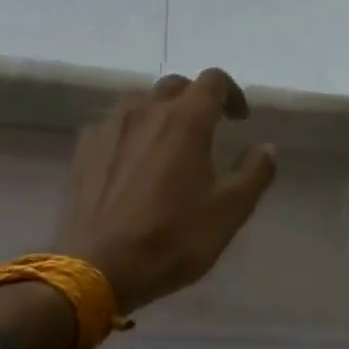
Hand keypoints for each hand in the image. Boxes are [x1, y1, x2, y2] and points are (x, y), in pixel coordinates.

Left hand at [56, 70, 277, 313]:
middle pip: (174, 87)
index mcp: (185, 120)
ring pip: (139, 104)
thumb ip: (254, 173)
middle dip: (196, 101)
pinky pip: (111, 128)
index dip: (232, 94)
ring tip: (167, 146)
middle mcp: (144, 111)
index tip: (239, 119)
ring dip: (160, 115)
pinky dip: (129, 136)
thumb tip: (265, 148)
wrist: (100, 267)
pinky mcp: (83, 151)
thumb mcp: (229, 212)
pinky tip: (131, 164)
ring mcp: (108, 128)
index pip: (213, 81)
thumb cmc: (173, 239)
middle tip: (207, 131)